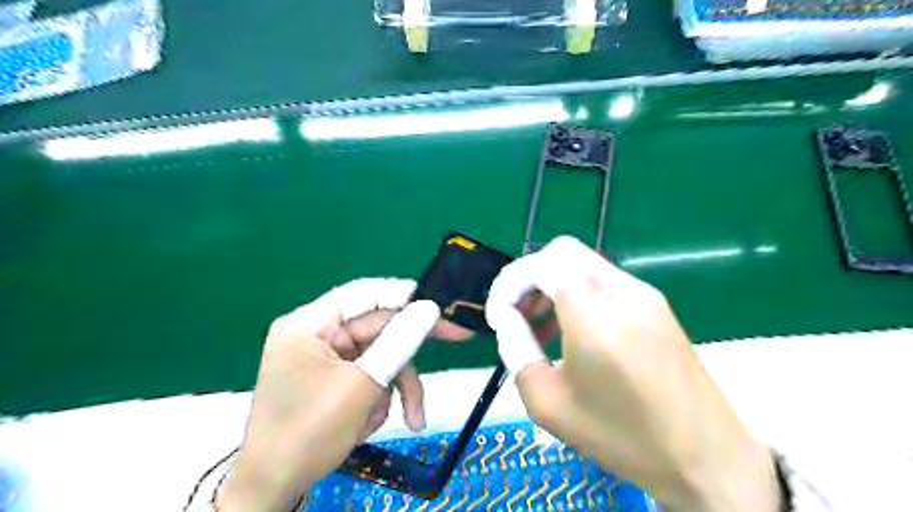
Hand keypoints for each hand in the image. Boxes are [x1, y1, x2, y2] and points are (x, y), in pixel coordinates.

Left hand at [216, 277, 465, 511]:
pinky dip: (378, 397)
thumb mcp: (361, 386)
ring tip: (409, 418)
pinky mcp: (332, 376)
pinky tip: (369, 424)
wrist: (273, 487)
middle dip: (406, 356)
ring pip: (378, 355)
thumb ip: (398, 343)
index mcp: (309, 324)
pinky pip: (368, 374)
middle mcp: (316, 333)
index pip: (364, 293)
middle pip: (377, 328)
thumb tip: (430, 308)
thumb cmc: (309, 434)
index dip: (404, 295)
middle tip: (457, 338)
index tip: (439, 304)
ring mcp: (324, 356)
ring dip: (394, 386)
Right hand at [484, 238, 776, 510]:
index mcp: (594, 314)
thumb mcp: (549, 404)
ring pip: (583, 264)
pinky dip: (577, 293)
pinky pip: (604, 281)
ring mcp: (644, 294)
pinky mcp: (656, 304)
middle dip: (530, 277)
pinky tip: (574, 330)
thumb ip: (517, 351)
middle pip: (562, 252)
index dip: (510, 283)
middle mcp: (621, 291)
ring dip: (553, 284)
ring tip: (542, 326)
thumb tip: (509, 321)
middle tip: (519, 315)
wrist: (706, 457)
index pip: (541, 264)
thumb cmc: (622, 436)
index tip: (500, 317)